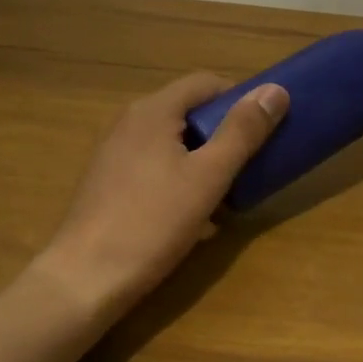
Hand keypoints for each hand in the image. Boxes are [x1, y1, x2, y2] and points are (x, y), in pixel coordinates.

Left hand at [35, 73, 287, 318]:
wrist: (86, 278)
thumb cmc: (153, 222)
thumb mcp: (208, 177)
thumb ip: (242, 132)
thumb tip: (276, 90)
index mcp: (153, 111)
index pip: (206, 83)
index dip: (241, 98)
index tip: (266, 127)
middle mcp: (129, 124)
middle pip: (189, 114)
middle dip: (225, 136)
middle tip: (252, 165)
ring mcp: (115, 155)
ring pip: (174, 146)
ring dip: (205, 164)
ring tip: (229, 197)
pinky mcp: (109, 185)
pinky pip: (156, 171)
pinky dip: (182, 183)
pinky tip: (196, 219)